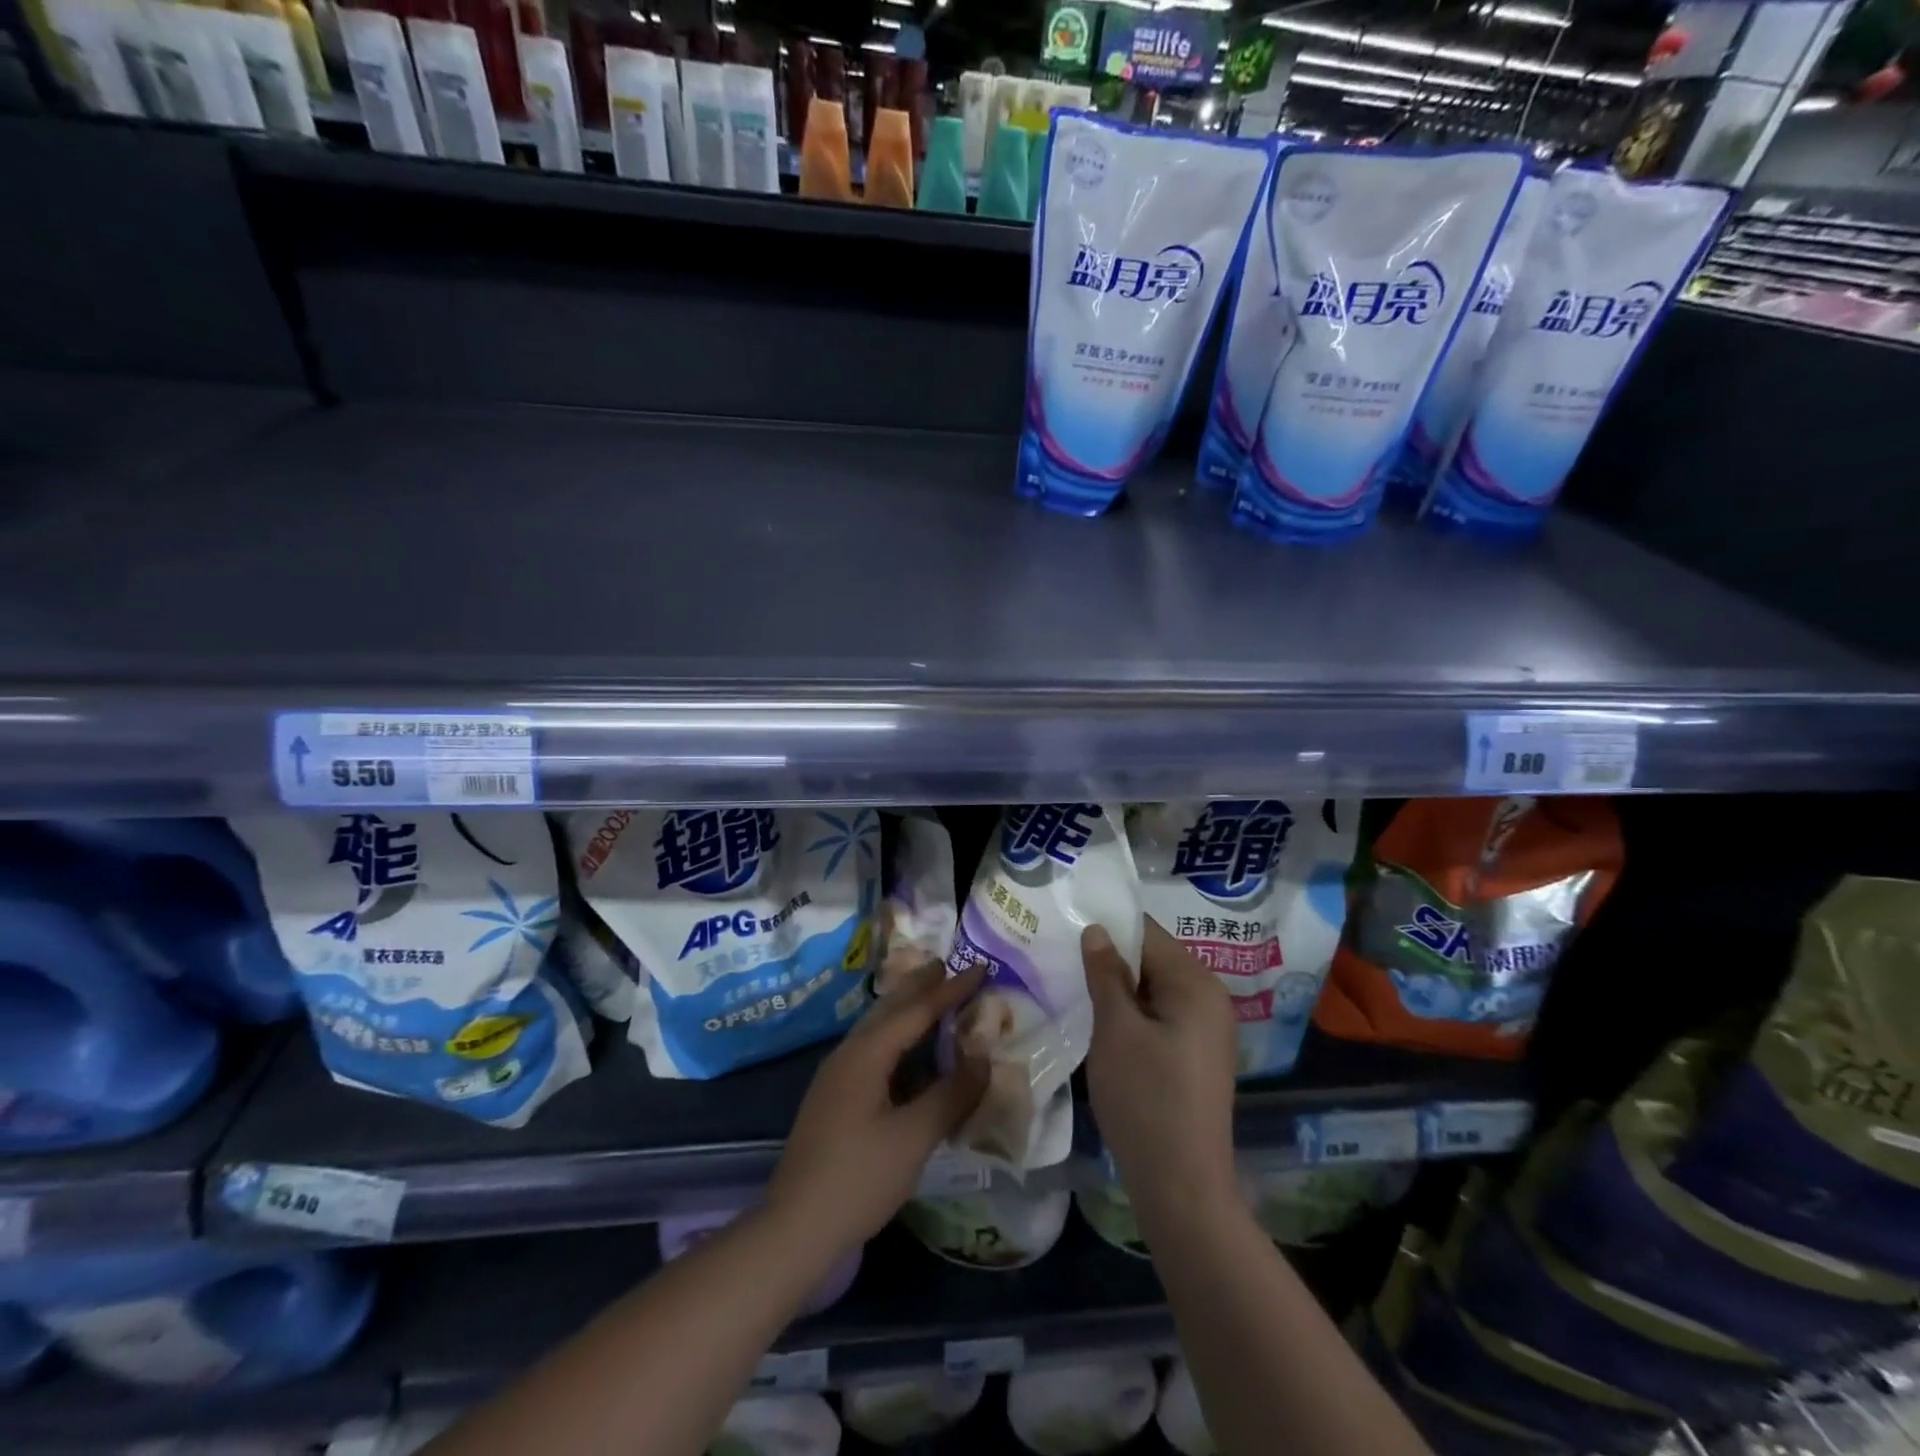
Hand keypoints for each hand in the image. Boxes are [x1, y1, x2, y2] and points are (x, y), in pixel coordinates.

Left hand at [766, 965, 987, 1259]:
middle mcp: (849, 1053)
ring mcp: (836, 1075)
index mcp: (867, 1053)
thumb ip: (951, 1094)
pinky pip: (872, 1049)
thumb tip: (983, 1059)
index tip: (980, 966)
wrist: (795, 1227)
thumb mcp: (915, 1137)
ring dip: (906, 1009)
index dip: (951, 988)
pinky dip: (896, 1037)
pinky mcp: (834, 1097)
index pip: (917, 1009)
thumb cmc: (859, 1177)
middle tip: (947, 964)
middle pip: (890, 1008)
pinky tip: (907, 1052)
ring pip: (877, 1027)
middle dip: (920, 986)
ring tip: (930, 996)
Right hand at [1082, 919, 1238, 1224]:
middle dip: (1111, 959)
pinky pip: (1162, 1014)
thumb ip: (1106, 973)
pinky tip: (1102, 1024)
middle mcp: (1210, 997)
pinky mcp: (1198, 1053)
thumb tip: (1096, 929)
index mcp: (1195, 983)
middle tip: (1063, 961)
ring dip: (1119, 988)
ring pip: (1154, 988)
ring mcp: (1208, 1028)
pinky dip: (1133, 1013)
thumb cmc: (1146, 1099)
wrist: (1182, 1187)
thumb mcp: (1115, 1030)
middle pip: (1152, 958)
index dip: (1106, 927)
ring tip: (1075, 989)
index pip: (1146, 932)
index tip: (1066, 929)